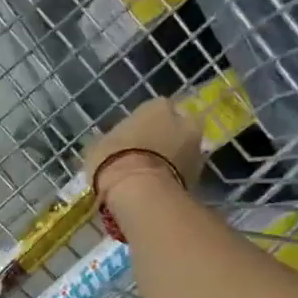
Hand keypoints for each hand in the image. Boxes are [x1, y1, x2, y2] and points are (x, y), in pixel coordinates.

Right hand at [84, 97, 204, 199]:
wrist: (138, 192)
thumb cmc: (114, 159)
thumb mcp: (99, 145)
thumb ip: (112, 141)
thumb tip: (111, 146)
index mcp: (158, 106)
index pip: (155, 109)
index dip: (145, 124)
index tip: (133, 138)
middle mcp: (184, 121)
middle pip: (176, 128)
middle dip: (165, 140)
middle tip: (146, 156)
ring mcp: (196, 150)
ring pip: (183, 152)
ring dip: (172, 160)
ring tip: (150, 178)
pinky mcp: (199, 178)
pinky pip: (183, 174)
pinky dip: (174, 179)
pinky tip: (156, 191)